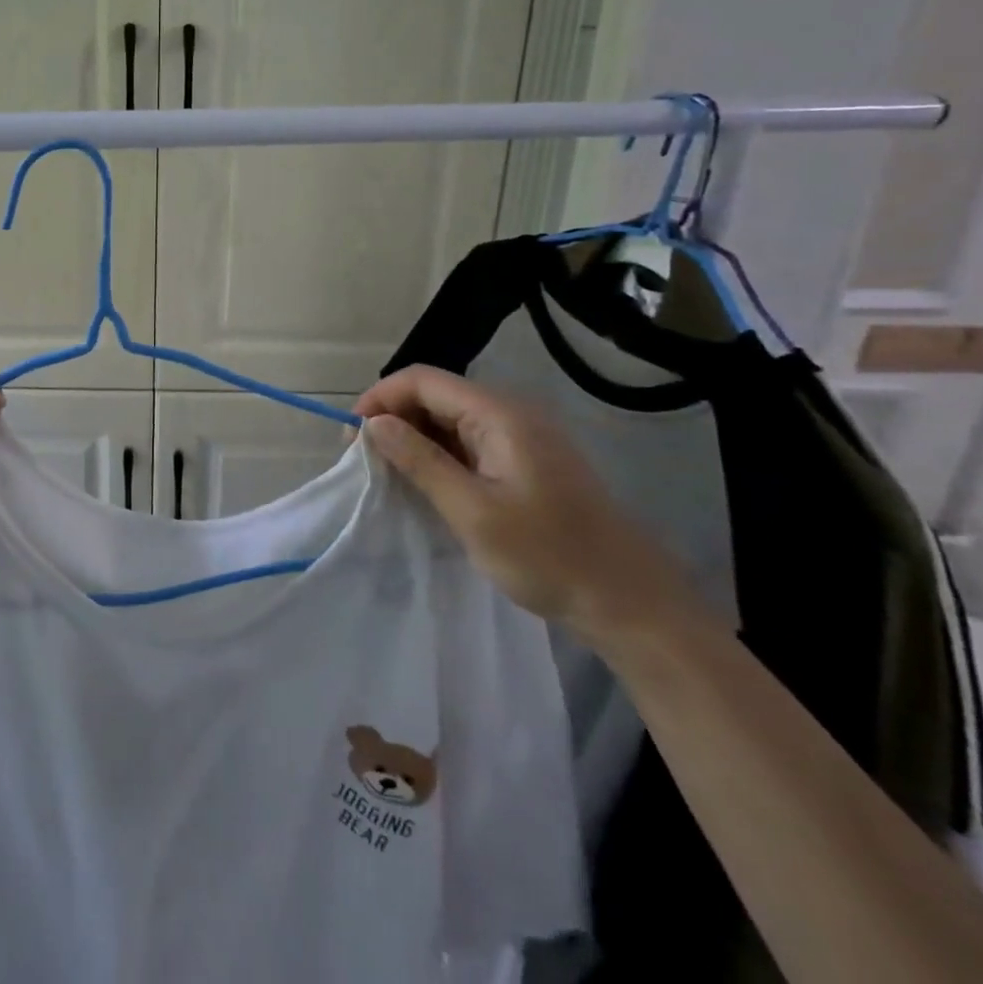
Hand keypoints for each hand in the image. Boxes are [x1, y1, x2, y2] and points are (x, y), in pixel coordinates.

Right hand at [355, 365, 699, 646]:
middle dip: (392, 418)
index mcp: (499, 414)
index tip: (352, 437)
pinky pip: (466, 442)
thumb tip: (374, 424)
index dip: (379, 398)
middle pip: (434, 394)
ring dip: (412, 438)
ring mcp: (519, 437)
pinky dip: (436, 455)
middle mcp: (509, 413)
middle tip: (364, 459)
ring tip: (386, 473)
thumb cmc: (549, 556)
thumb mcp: (472, 511)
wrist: (630, 603)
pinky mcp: (523, 461)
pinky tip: (422, 483)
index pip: (422, 380)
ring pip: (448, 419)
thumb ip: (421, 461)